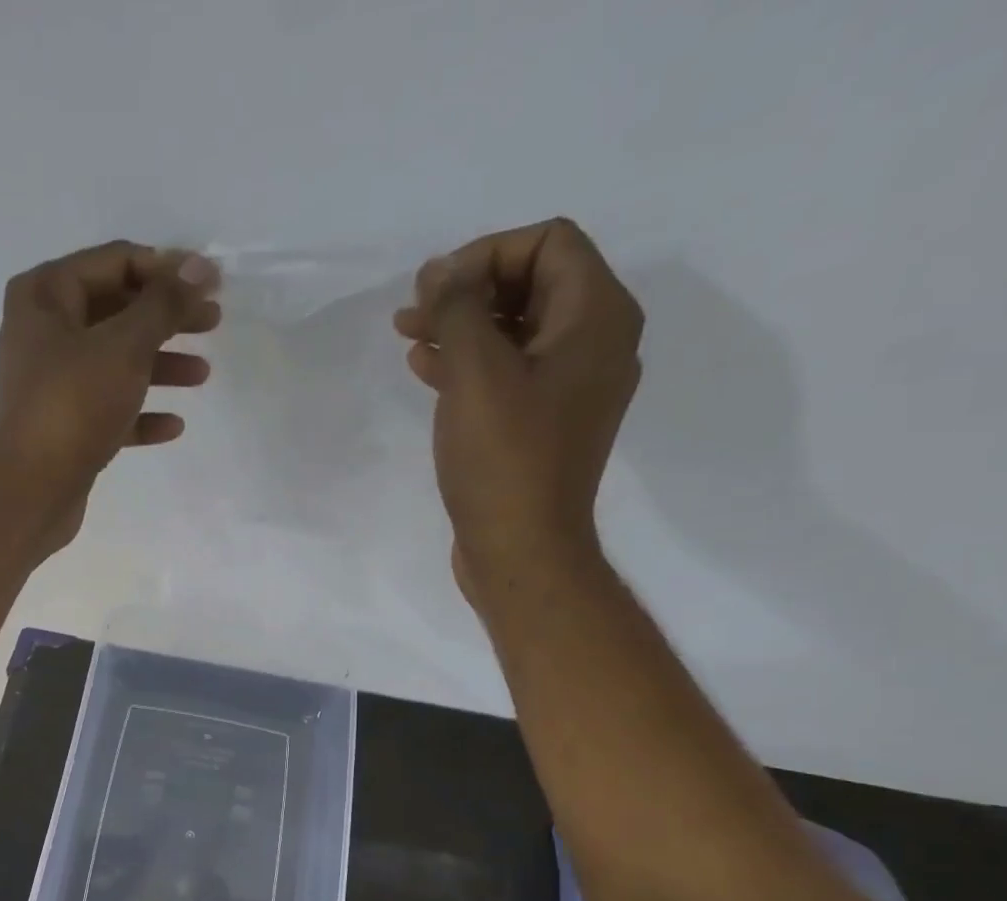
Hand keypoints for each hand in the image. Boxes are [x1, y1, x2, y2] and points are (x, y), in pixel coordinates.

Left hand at [0, 241, 219, 553]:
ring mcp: (51, 383)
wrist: (29, 491)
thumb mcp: (125, 346)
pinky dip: (139, 413)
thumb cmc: (72, 405)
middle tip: (213, 323)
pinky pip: (108, 409)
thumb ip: (164, 304)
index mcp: (46, 295)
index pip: (116, 261)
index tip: (211, 284)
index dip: (167, 269)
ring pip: (115, 362)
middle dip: (167, 318)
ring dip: (160, 365)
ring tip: (202, 375)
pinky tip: (174, 426)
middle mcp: (43, 332)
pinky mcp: (62, 427)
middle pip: (117, 311)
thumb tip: (198, 265)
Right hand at [394, 218, 642, 603]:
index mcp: (597, 318)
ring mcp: (571, 389)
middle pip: (532, 284)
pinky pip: (510, 374)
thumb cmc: (503, 459)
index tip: (436, 290)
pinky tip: (426, 370)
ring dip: (462, 327)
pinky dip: (469, 365)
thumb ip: (457, 309)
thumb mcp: (476, 374)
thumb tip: (441, 271)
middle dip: (468, 290)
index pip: (548, 243)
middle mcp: (596, 344)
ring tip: (409, 335)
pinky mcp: (544, 425)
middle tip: (413, 311)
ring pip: (515, 332)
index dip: (486, 254)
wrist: (521, 550)